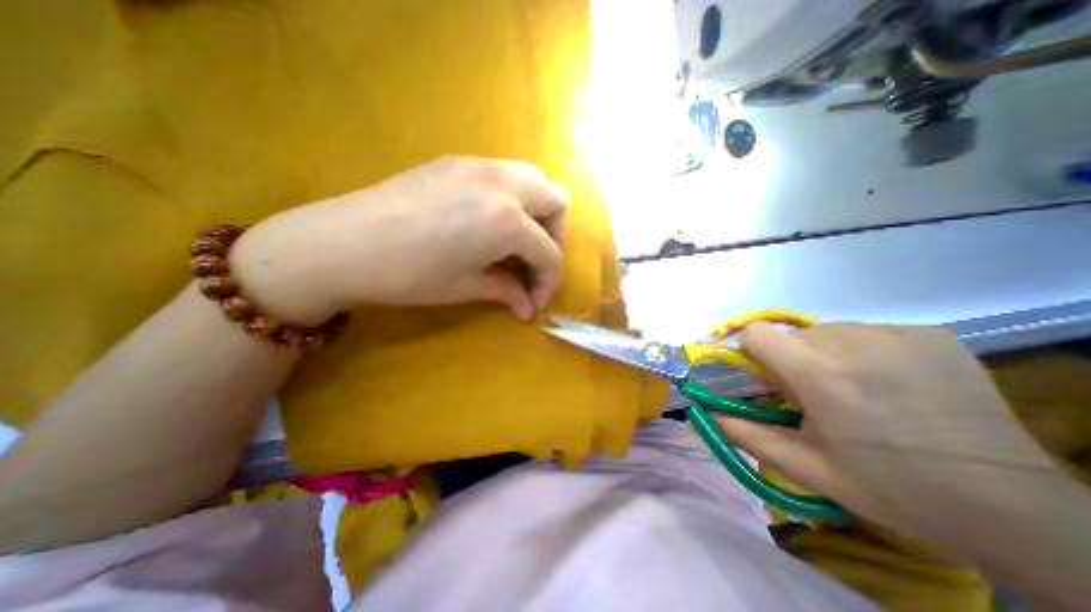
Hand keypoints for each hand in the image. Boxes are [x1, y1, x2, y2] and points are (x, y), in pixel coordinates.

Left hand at [229, 158, 570, 323]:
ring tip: (514, 239)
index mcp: (509, 221)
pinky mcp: (458, 161)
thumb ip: (507, 291)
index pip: (549, 253)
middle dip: (553, 235)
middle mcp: (504, 184)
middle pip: (555, 201)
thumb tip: (528, 307)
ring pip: (532, 179)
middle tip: (531, 260)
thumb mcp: (466, 287)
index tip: (536, 302)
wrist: (344, 242)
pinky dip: (510, 197)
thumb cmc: (410, 274)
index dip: (549, 282)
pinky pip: (503, 173)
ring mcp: (480, 166)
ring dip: (535, 211)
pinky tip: (485, 221)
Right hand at [723, 323, 1075, 562]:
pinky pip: (868, 331)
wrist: (1013, 508)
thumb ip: (747, 436)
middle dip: (790, 359)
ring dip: (825, 354)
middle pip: (791, 334)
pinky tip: (892, 383)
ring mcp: (895, 334)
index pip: (756, 333)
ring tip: (855, 390)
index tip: (767, 378)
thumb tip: (709, 414)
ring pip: (827, 331)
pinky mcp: (928, 334)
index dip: (752, 353)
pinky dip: (864, 351)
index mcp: (819, 376)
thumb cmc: (891, 488)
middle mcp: (852, 343)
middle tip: (816, 395)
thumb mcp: (807, 469)